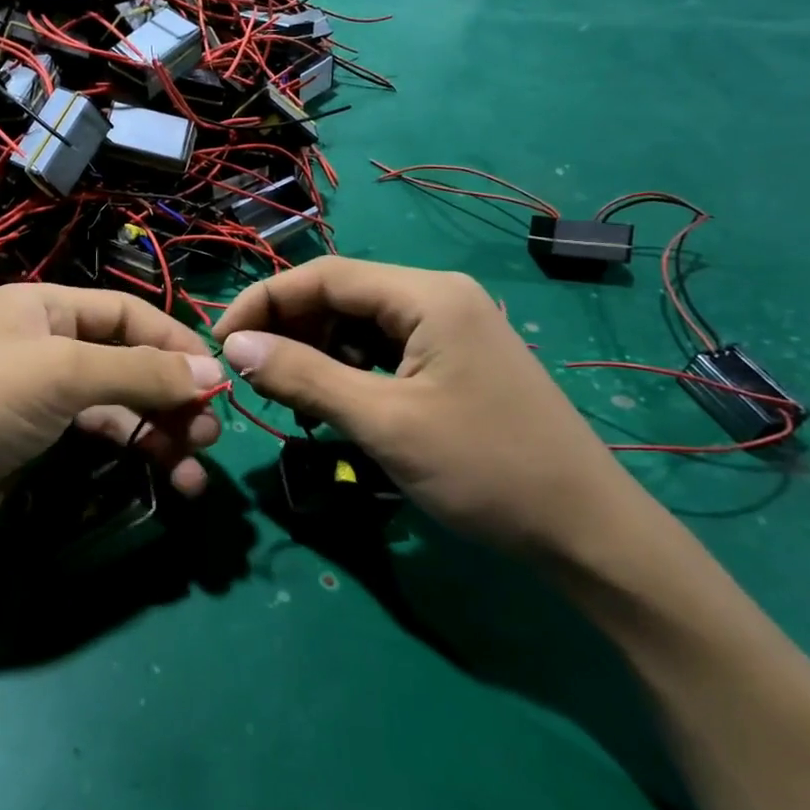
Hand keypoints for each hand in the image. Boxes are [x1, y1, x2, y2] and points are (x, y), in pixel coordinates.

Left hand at [0, 284, 222, 574]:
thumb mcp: (60, 374)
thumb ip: (139, 372)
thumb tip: (211, 373)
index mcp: (43, 308)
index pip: (126, 313)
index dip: (174, 342)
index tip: (218, 379)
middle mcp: (44, 345)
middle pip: (126, 360)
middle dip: (171, 394)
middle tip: (208, 432)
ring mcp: (38, 398)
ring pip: (117, 405)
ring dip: (159, 431)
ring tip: (193, 467)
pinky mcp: (33, 446)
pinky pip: (97, 440)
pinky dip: (132, 454)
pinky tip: (164, 478)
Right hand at [213, 259, 644, 553]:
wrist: (588, 533)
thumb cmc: (485, 470)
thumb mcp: (382, 423)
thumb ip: (304, 378)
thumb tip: (235, 347)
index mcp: (427, 295)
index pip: (323, 276)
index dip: (264, 303)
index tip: (221, 344)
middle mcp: (438, 297)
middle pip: (341, 296)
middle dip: (289, 330)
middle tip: (251, 377)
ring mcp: (451, 329)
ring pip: (360, 324)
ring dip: (316, 353)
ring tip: (288, 396)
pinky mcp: (455, 361)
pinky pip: (385, 350)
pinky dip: (349, 370)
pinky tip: (335, 403)